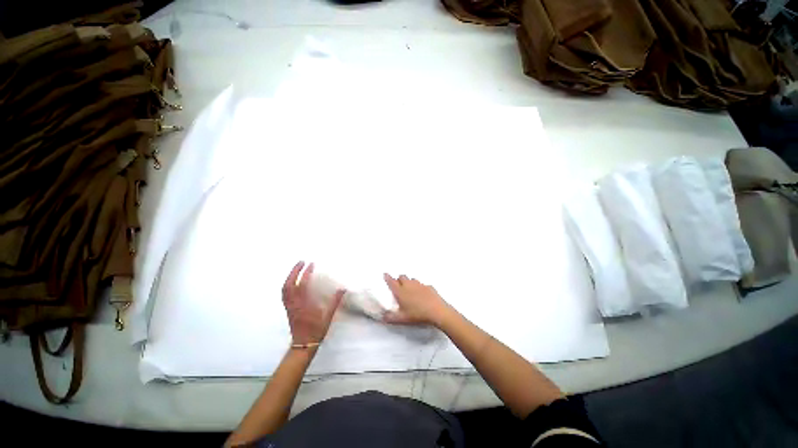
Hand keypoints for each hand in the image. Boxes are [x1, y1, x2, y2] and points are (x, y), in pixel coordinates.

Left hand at [282, 261, 344, 345]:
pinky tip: (292, 281)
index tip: (311, 264)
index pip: (303, 285)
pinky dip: (287, 284)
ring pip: (285, 289)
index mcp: (304, 305)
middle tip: (301, 261)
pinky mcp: (288, 309)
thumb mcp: (328, 317)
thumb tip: (342, 289)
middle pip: (289, 284)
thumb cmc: (316, 331)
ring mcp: (289, 306)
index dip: (306, 273)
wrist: (302, 345)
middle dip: (294, 271)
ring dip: (290, 276)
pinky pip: (284, 294)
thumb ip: (334, 302)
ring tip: (296, 268)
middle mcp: (294, 304)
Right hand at [382, 274, 450, 326]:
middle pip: (402, 277)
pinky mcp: (428, 287)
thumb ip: (390, 317)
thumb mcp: (402, 319)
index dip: (387, 277)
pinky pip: (422, 284)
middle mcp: (409, 285)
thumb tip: (383, 317)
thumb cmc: (417, 314)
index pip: (392, 282)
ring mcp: (420, 284)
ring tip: (409, 289)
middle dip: (399, 279)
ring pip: (412, 279)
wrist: (437, 311)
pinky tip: (421, 294)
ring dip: (409, 282)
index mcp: (401, 291)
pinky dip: (419, 287)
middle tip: (398, 285)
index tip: (385, 274)